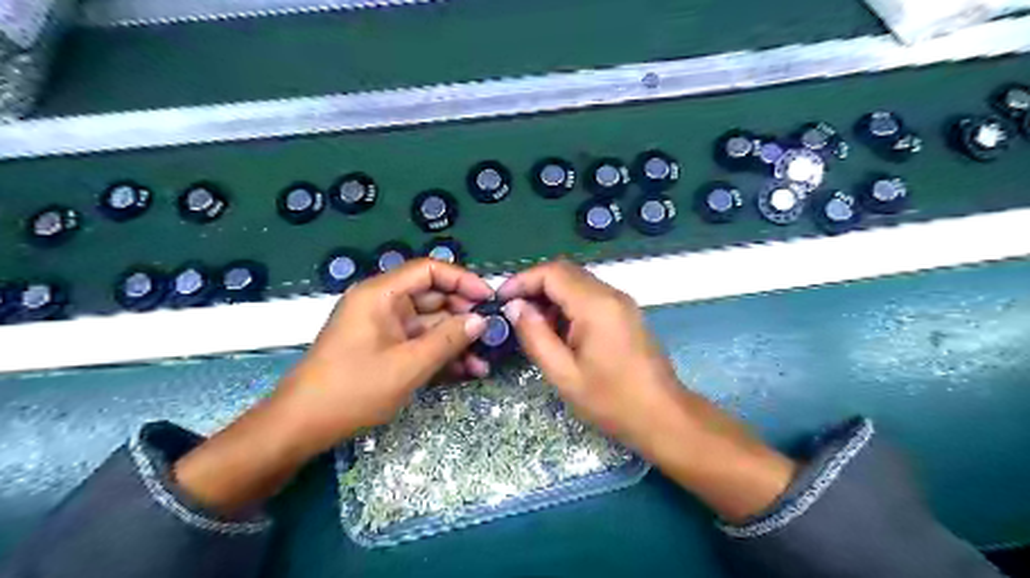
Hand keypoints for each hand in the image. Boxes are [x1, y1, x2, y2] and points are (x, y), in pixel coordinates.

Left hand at [175, 259, 493, 511]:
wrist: (301, 427)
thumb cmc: (353, 389)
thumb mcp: (407, 365)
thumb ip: (448, 340)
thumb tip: (481, 321)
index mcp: (381, 294)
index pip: (428, 270)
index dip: (462, 279)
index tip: (488, 299)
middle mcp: (384, 305)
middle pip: (433, 298)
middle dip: (464, 317)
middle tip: (493, 335)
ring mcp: (385, 329)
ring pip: (430, 325)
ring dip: (457, 342)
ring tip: (484, 362)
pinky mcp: (386, 350)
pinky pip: (420, 344)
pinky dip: (441, 355)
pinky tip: (467, 372)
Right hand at [494, 262, 682, 445]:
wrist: (662, 415)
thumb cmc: (611, 400)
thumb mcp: (563, 374)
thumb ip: (535, 336)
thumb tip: (515, 307)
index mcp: (596, 305)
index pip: (552, 272)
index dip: (522, 280)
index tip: (500, 298)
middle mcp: (611, 294)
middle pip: (565, 272)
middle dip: (534, 286)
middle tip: (513, 311)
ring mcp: (621, 302)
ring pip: (577, 282)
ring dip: (551, 296)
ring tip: (532, 325)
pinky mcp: (625, 312)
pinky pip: (590, 296)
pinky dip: (568, 304)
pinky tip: (558, 331)